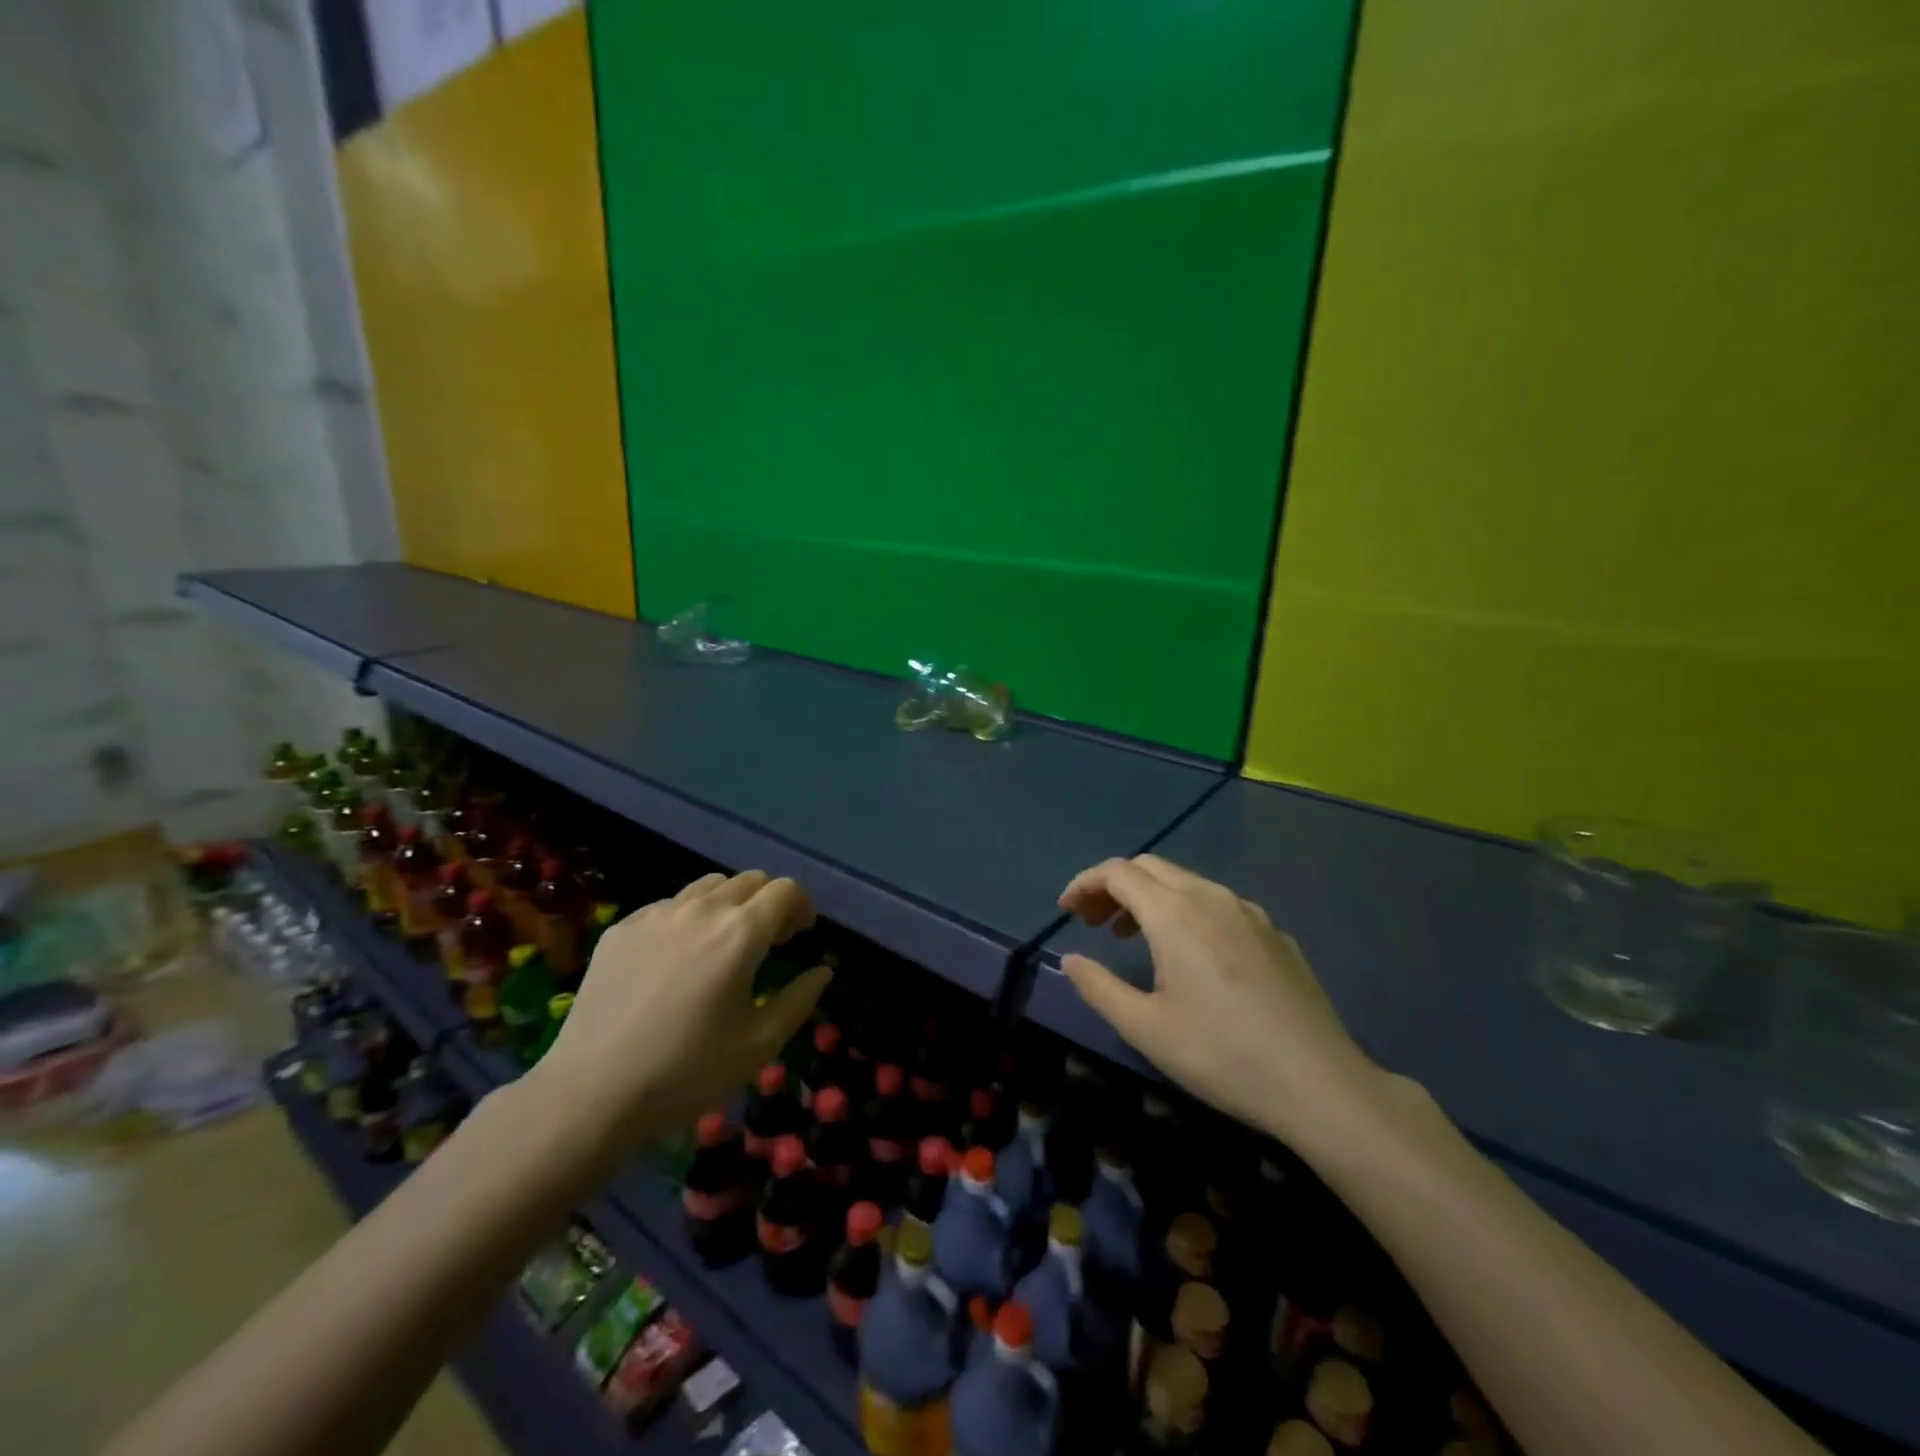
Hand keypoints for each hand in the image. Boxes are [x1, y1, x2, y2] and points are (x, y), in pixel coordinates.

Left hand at [521, 871, 829, 1170]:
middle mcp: (701, 910)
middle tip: (769, 941)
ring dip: (729, 904)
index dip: (801, 906)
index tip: (801, 935)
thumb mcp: (759, 1045)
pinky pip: (668, 906)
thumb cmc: (686, 1074)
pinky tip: (676, 959)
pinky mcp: (621, 929)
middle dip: (769, 902)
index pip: (785, 890)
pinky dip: (687, 919)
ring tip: (723, 943)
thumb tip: (822, 971)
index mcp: (740, 934)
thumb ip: (799, 1000)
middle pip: (749, 880)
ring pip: (707, 886)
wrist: (590, 1095)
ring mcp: (656, 915)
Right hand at [1057, 855, 1382, 1149]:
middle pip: (1150, 867)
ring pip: (1186, 882)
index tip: (1066, 911)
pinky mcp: (1275, 933)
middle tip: (1093, 923)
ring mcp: (1249, 912)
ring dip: (1150, 897)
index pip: (1117, 872)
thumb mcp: (1145, 1028)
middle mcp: (1211, 897)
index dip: (1085, 884)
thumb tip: (1071, 960)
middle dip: (1114, 886)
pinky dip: (1187, 911)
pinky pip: (1218, 904)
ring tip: (1133, 937)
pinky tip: (1192, 956)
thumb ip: (1098, 987)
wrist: (1320, 1083)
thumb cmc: (1221, 1055)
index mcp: (1174, 913)